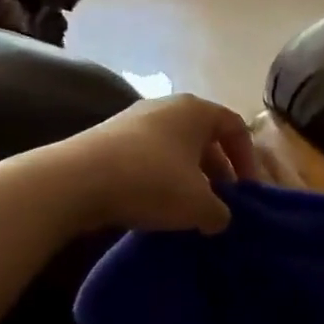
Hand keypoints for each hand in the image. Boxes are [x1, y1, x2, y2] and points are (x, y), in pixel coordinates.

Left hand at [47, 94, 259, 234]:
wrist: (75, 181)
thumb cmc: (151, 182)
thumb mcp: (198, 205)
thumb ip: (221, 213)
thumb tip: (219, 217)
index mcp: (196, 110)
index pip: (235, 127)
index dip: (248, 160)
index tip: (246, 192)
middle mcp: (167, 106)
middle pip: (204, 137)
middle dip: (216, 172)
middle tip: (219, 204)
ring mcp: (133, 120)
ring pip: (174, 148)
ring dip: (187, 177)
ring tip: (187, 209)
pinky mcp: (107, 138)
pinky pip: (147, 156)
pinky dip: (158, 178)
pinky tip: (154, 205)